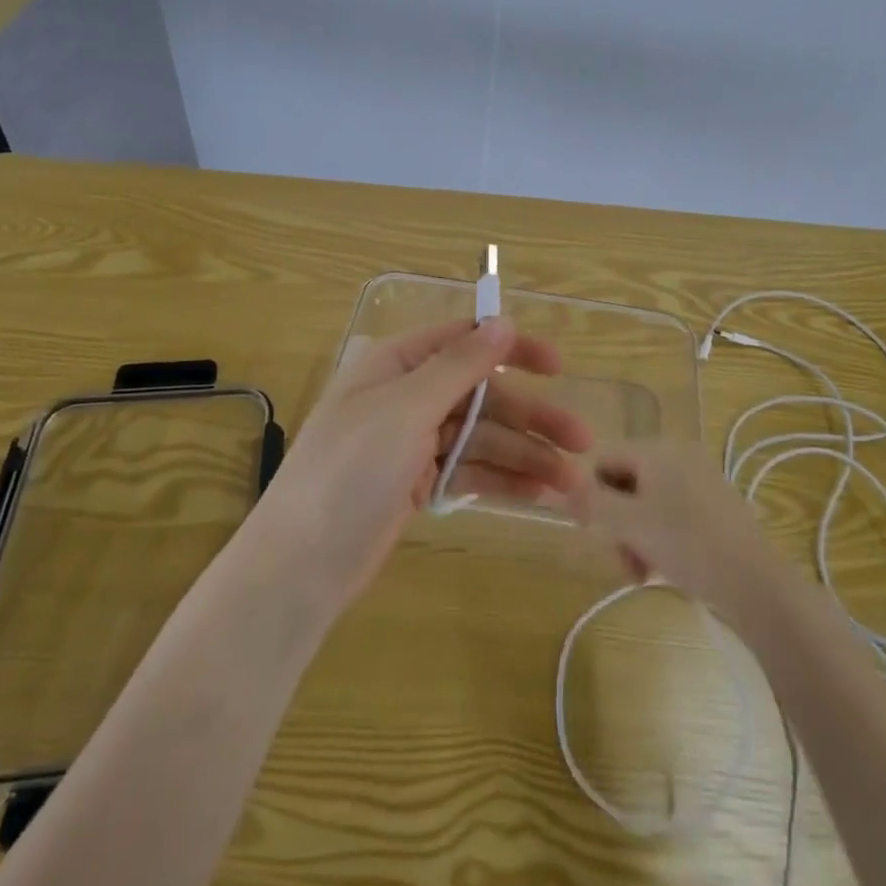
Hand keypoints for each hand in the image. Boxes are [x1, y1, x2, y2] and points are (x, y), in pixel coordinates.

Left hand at [257, 319, 594, 609]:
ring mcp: (412, 443)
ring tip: (572, 485)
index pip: (462, 341)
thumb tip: (501, 321)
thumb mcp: (406, 409)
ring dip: (526, 456)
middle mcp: (406, 397)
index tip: (558, 367)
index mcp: (396, 365)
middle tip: (582, 441)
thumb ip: (459, 365)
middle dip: (530, 417)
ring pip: (481, 438)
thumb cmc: (350, 471)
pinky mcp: (418, 484)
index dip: (511, 349)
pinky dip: (503, 481)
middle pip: (481, 396)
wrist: (302, 563)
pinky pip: (470, 471)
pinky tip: (540, 496)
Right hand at [561, 442, 791, 624]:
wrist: (756, 583)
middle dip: (617, 524)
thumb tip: (561, 486)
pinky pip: (673, 513)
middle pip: (625, 483)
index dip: (590, 495)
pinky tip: (666, 569)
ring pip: (647, 503)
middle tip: (624, 562)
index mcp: (658, 449)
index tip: (593, 533)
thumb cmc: (687, 545)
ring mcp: (702, 479)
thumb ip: (590, 502)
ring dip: (637, 537)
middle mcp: (680, 454)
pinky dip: (661, 538)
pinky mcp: (717, 505)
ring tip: (643, 573)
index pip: (603, 459)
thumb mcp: (628, 524)